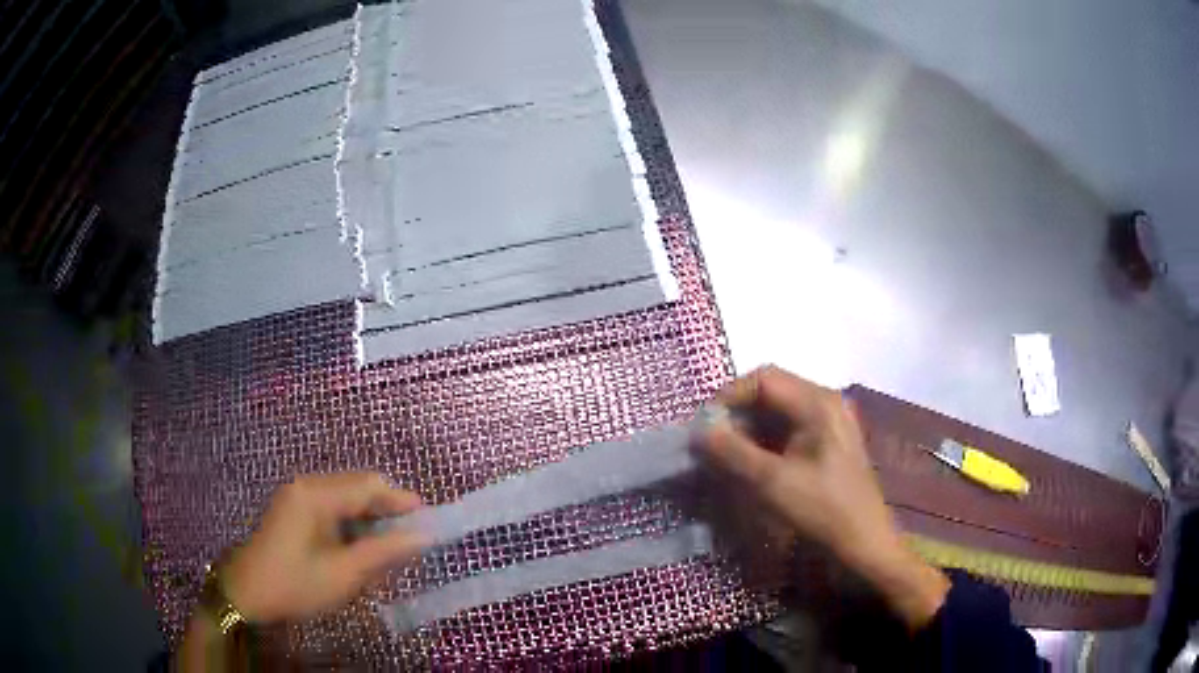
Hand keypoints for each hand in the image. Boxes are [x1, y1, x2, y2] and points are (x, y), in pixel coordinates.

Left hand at [222, 472, 426, 623]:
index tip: (429, 520)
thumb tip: (422, 536)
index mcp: (315, 495)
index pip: (368, 486)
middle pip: (357, 487)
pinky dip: (352, 524)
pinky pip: (332, 507)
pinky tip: (360, 548)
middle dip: (387, 510)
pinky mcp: (294, 509)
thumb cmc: (295, 584)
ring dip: (370, 518)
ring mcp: (297, 496)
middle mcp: (306, 485)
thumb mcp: (343, 574)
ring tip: (389, 547)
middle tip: (410, 539)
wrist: (247, 594)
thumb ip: (384, 552)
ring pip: (346, 498)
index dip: (401, 501)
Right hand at [696, 366, 948, 628]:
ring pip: (780, 411)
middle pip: (772, 392)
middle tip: (713, 443)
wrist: (864, 543)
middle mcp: (827, 402)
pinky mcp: (830, 441)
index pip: (764, 379)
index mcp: (818, 403)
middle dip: (738, 414)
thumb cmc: (822, 510)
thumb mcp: (771, 483)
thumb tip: (699, 431)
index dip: (729, 397)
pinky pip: (792, 428)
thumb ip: (732, 452)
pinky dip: (767, 440)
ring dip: (751, 428)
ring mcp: (832, 421)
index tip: (705, 427)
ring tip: (728, 456)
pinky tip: (753, 464)